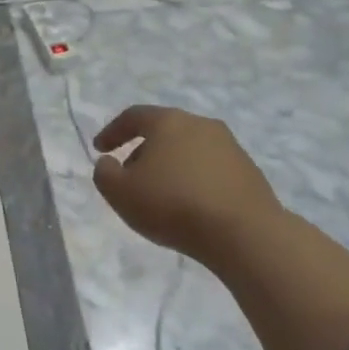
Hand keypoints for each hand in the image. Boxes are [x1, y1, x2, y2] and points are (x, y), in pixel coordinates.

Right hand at [94, 103, 348, 349]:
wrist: (244, 232)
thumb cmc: (173, 205)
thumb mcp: (120, 193)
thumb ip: (105, 174)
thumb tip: (109, 163)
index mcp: (168, 122)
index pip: (134, 116)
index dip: (112, 131)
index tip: (100, 149)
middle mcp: (201, 124)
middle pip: (164, 131)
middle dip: (142, 150)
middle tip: (129, 175)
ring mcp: (229, 146)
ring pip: (188, 149)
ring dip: (169, 166)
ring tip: (159, 194)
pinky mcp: (248, 170)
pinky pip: (209, 168)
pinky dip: (193, 179)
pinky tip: (189, 205)